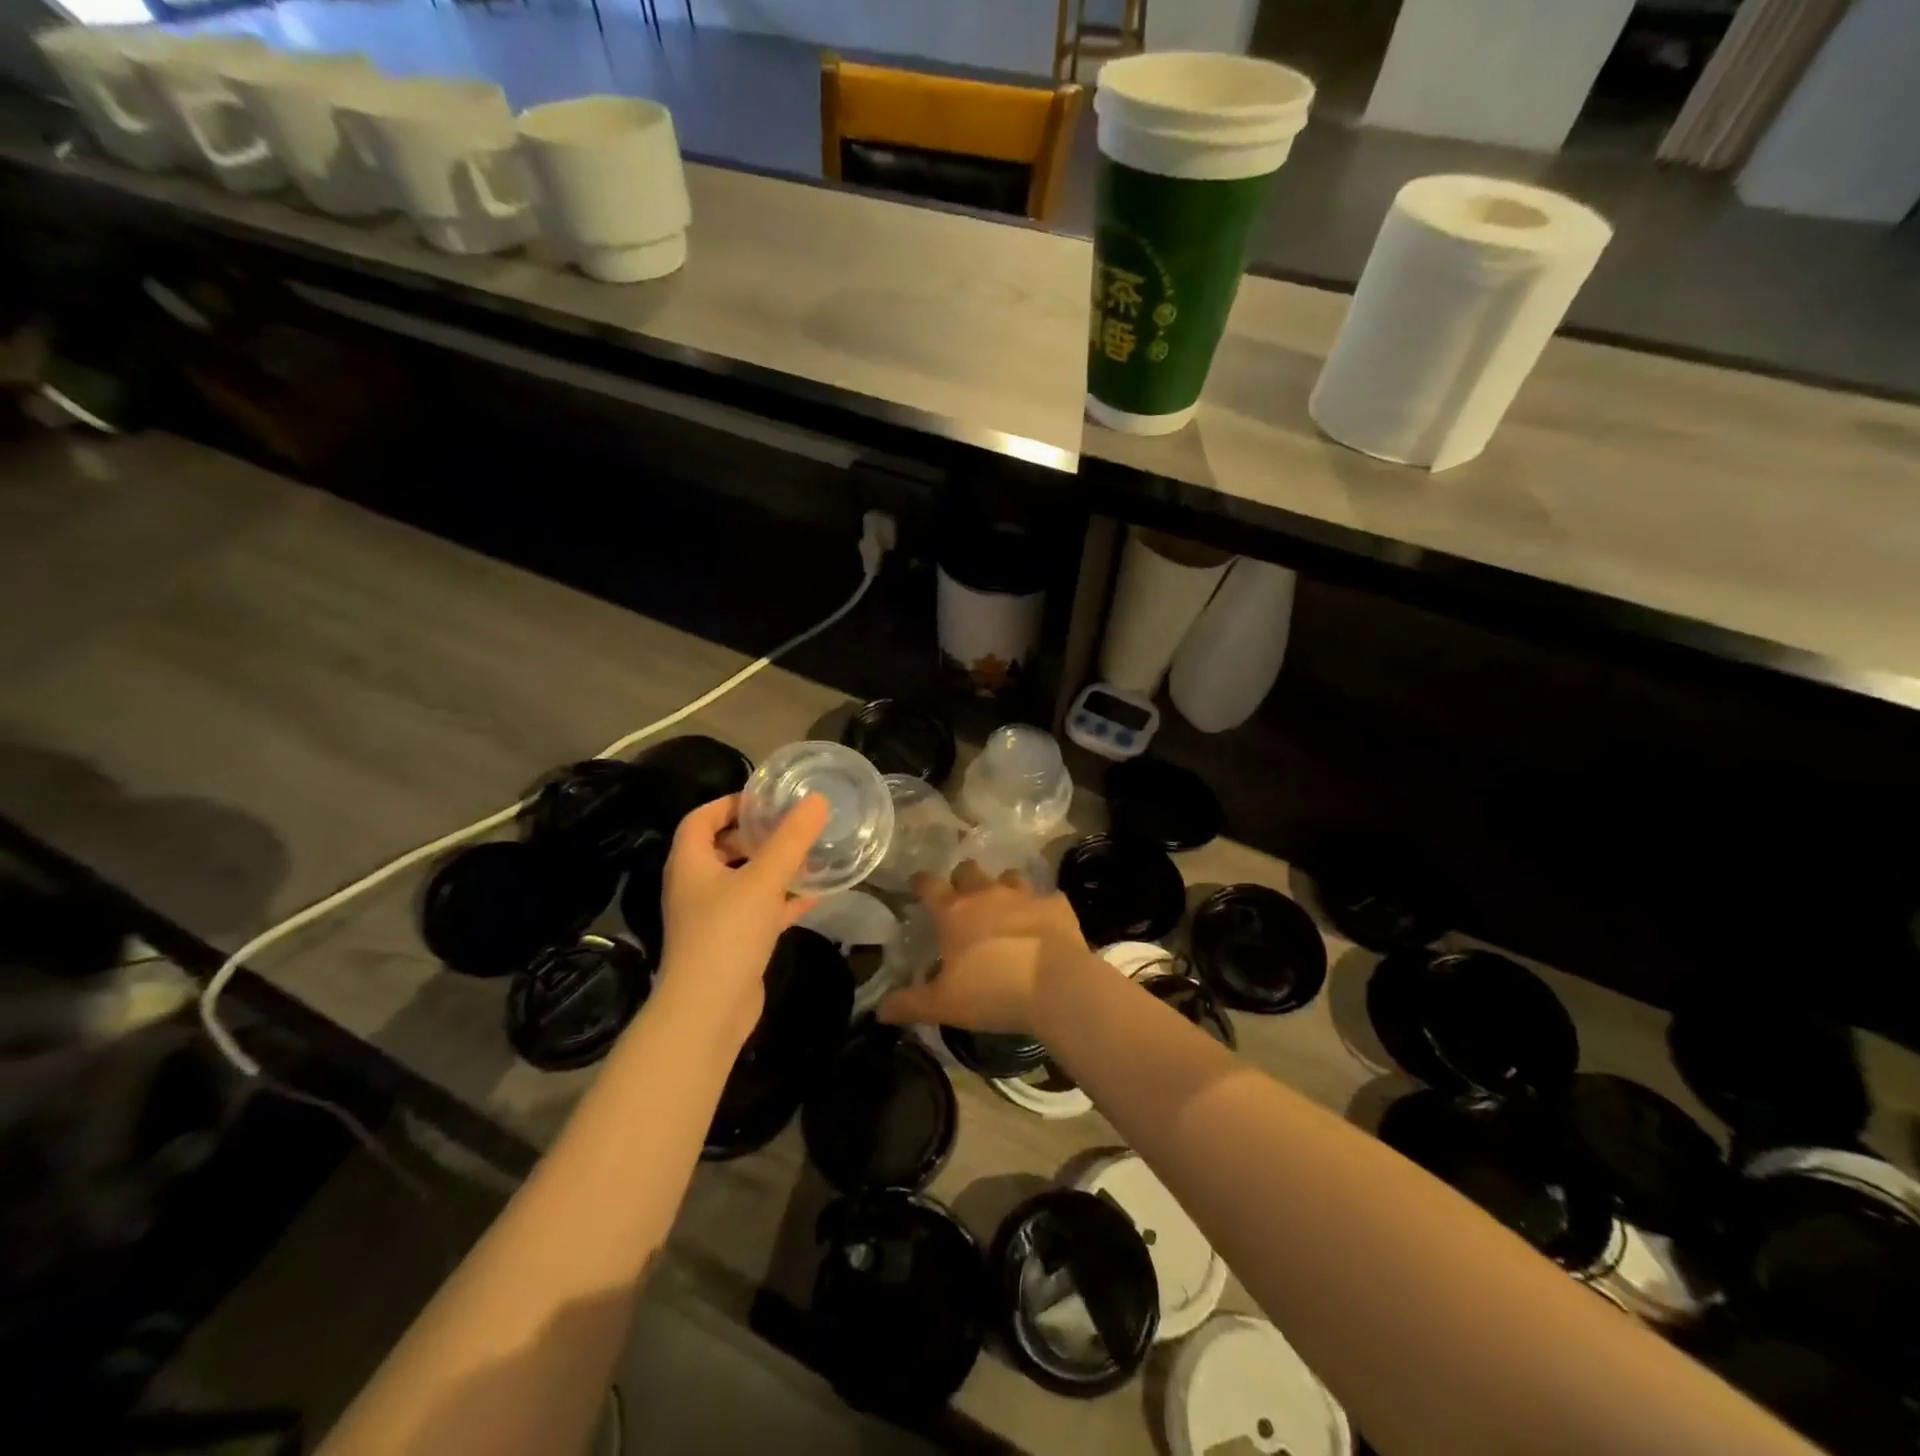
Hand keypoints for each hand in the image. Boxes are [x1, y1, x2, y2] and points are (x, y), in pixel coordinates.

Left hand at [655, 791, 828, 1049]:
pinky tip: (816, 895)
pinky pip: (759, 910)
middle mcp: (696, 886)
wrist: (708, 1010)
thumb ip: (791, 839)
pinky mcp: (732, 942)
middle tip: (793, 825)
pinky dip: (783, 900)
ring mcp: (713, 917)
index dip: (729, 803)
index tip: (765, 799)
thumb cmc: (727, 933)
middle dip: (758, 834)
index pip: (701, 818)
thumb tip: (817, 800)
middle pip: (724, 848)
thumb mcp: (763, 879)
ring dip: (774, 867)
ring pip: (745, 880)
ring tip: (810, 854)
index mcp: (691, 863)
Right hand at [876, 861, 1089, 1037]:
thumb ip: (909, 1004)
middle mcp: (987, 893)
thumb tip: (879, 1010)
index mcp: (954, 912)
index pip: (928, 884)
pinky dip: (1042, 909)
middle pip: (968, 870)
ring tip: (1005, 908)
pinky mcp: (1056, 905)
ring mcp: (1025, 895)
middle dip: (963, 879)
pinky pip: (1047, 898)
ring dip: (1003, 888)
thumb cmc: (992, 993)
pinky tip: (1044, 925)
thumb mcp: (943, 1005)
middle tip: (963, 899)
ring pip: (1009, 876)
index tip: (917, 885)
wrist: (1056, 986)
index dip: (920, 883)